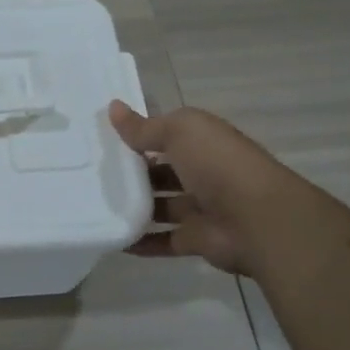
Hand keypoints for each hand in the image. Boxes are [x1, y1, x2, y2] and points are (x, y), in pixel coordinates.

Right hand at [108, 101, 295, 274]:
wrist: (258, 220)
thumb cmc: (218, 165)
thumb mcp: (179, 132)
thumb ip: (144, 127)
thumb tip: (112, 107)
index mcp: (203, 142)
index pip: (166, 135)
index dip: (137, 134)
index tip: (101, 138)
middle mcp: (204, 172)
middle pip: (160, 172)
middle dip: (131, 173)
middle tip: (91, 174)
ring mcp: (201, 208)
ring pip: (160, 206)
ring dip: (133, 207)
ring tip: (94, 206)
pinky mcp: (197, 239)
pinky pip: (163, 240)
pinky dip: (140, 242)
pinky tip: (113, 240)